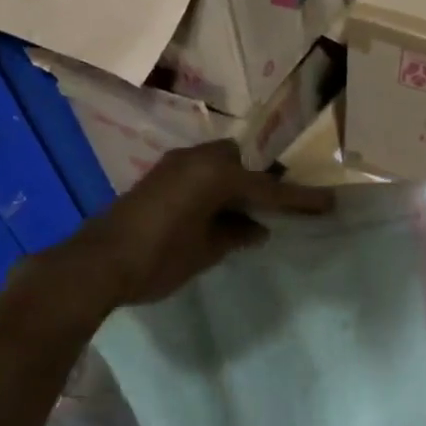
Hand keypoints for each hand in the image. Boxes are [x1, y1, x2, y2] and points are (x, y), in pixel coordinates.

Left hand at [45, 141, 333, 312]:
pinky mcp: (156, 179)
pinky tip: (217, 214)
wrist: (96, 264)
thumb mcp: (207, 251)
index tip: (329, 203)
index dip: (300, 199)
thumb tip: (256, 229)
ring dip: (234, 184)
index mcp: (215, 174)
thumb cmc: (159, 258)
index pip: (268, 188)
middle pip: (241, 161)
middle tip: (277, 207)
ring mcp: (173, 167)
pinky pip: (199, 175)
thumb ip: (236, 234)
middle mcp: (196, 160)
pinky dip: (213, 189)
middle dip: (259, 181)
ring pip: (217, 166)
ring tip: (248, 212)